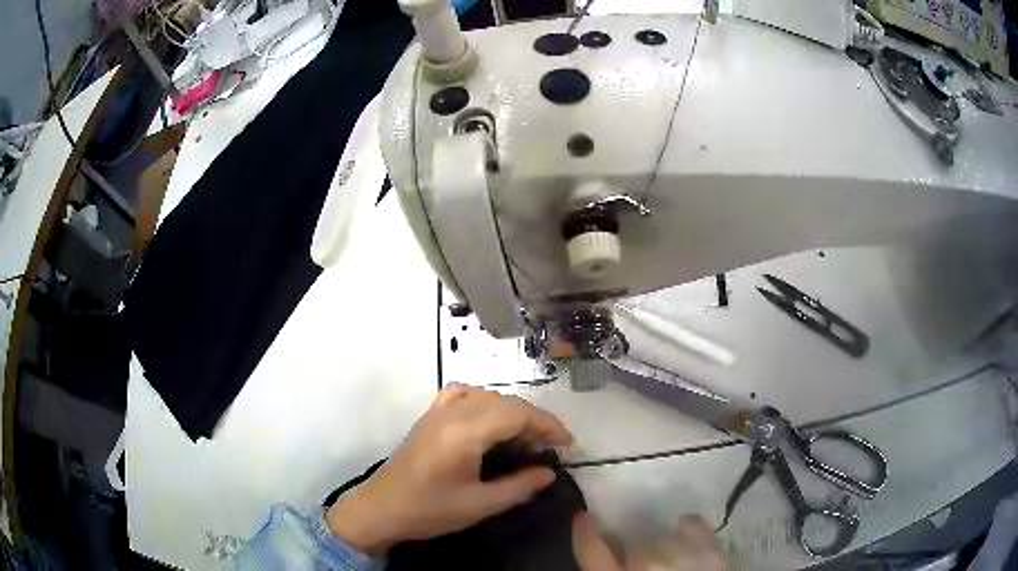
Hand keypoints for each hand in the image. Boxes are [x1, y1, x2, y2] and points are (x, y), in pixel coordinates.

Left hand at [326, 385, 573, 554]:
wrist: (382, 508)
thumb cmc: (430, 510)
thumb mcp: (480, 505)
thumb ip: (519, 486)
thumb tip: (549, 472)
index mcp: (465, 432)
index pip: (518, 414)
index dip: (548, 425)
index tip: (568, 445)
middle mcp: (453, 412)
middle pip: (506, 402)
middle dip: (536, 420)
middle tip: (552, 446)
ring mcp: (438, 411)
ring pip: (487, 396)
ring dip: (513, 411)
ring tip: (526, 437)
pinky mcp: (430, 416)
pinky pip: (462, 394)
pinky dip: (485, 401)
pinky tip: (490, 418)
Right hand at [574, 513, 727, 570]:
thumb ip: (611, 570)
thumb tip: (610, 565)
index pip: (591, 552)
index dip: (584, 533)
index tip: (582, 516)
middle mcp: (644, 564)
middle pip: (630, 542)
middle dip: (630, 546)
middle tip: (635, 555)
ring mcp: (680, 554)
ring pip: (660, 535)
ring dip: (658, 543)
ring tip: (664, 552)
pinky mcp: (709, 551)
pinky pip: (692, 525)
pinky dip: (687, 526)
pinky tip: (685, 529)